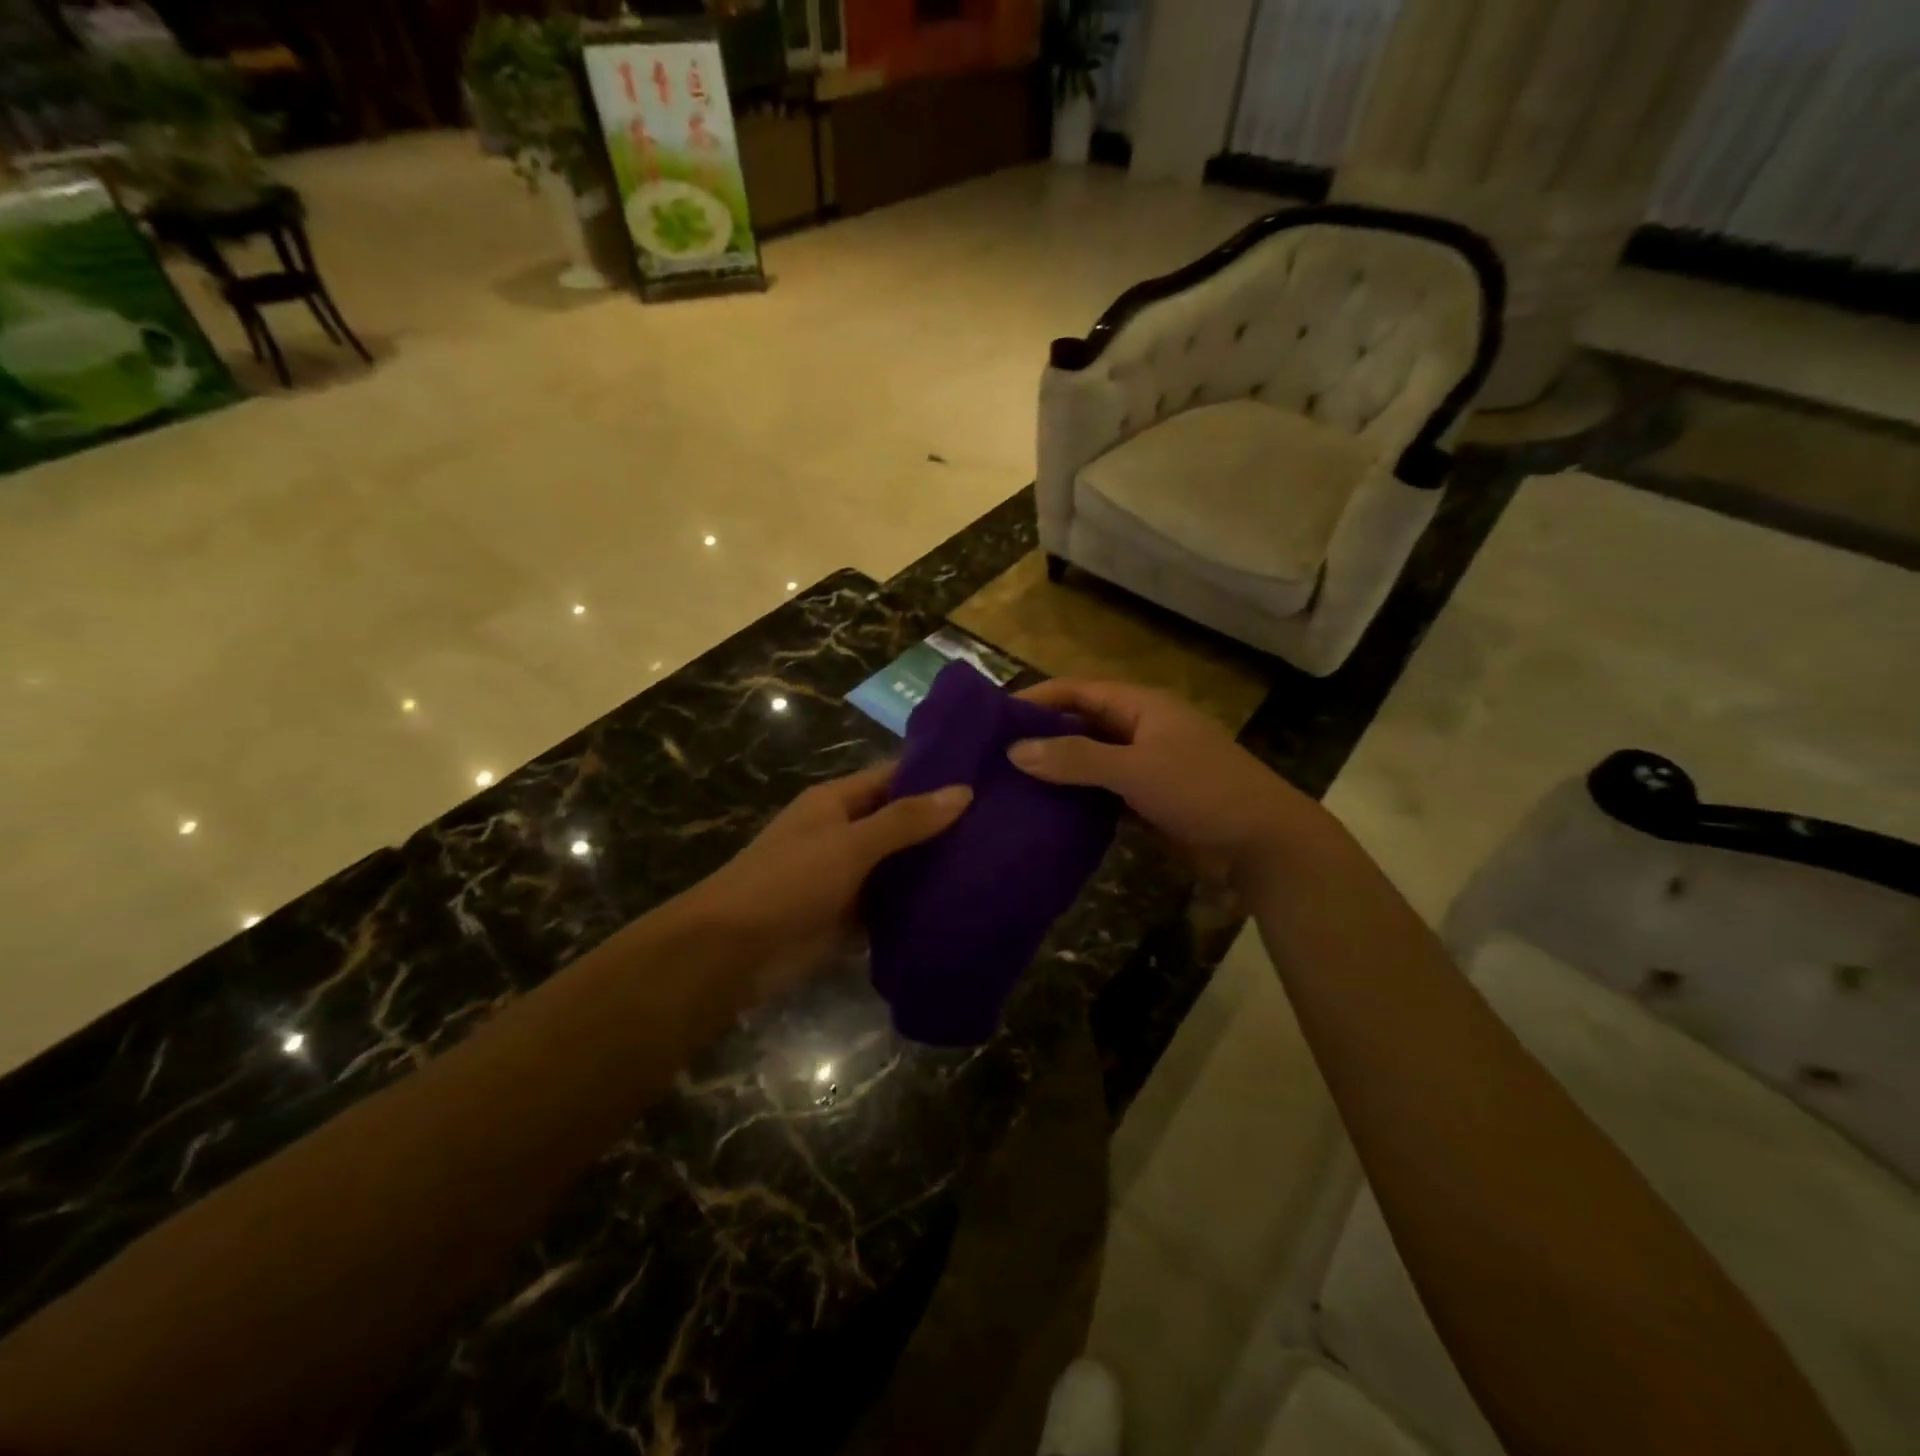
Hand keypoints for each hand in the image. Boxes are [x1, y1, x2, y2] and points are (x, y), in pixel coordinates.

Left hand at [686, 764, 971, 1002]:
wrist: (732, 952)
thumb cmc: (788, 882)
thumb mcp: (849, 844)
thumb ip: (905, 820)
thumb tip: (964, 791)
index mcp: (838, 802)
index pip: (896, 776)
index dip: (938, 774)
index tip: (989, 777)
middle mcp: (845, 832)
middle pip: (903, 821)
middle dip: (945, 824)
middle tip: (1007, 825)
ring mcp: (849, 876)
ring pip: (901, 865)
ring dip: (936, 867)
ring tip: (998, 863)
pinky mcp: (851, 916)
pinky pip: (893, 904)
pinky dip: (920, 905)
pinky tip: (965, 906)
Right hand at [1007, 680, 1322, 887]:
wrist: (1265, 845)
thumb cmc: (1203, 791)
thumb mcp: (1136, 769)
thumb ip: (1076, 758)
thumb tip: (1015, 751)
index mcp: (1143, 707)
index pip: (1080, 691)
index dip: (1039, 698)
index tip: (996, 715)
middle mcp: (1142, 730)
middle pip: (1083, 724)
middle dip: (1043, 735)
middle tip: (994, 754)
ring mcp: (1147, 767)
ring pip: (1091, 760)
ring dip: (1058, 769)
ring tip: (1010, 783)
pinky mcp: (1149, 801)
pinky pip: (1103, 792)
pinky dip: (1077, 798)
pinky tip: (1046, 812)